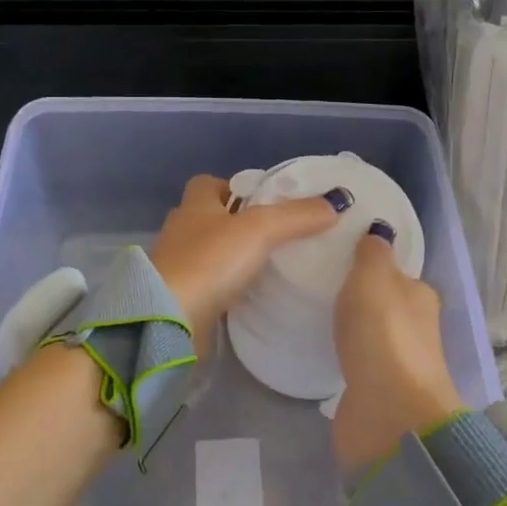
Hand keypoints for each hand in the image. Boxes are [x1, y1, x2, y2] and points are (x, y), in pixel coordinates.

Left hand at [148, 174, 341, 340]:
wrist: (169, 321)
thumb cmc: (210, 262)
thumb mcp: (260, 229)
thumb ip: (297, 215)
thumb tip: (337, 202)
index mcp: (194, 206)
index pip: (209, 184)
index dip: (235, 187)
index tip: (264, 200)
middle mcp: (181, 232)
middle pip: (210, 218)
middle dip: (237, 223)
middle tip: (275, 234)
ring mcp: (178, 267)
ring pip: (209, 253)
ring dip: (232, 257)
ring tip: (270, 265)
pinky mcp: (182, 299)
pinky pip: (210, 285)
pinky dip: (228, 287)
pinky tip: (252, 295)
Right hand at [332, 233, 463, 477]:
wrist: (389, 414)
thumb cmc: (383, 335)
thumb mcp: (374, 278)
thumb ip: (373, 254)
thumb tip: (379, 231)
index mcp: (420, 297)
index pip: (398, 274)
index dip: (373, 266)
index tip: (340, 260)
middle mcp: (415, 329)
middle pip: (386, 306)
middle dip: (360, 299)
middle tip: (320, 286)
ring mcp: (397, 365)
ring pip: (372, 337)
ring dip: (353, 330)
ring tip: (316, 316)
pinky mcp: (378, 394)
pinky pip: (358, 365)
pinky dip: (346, 358)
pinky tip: (323, 352)